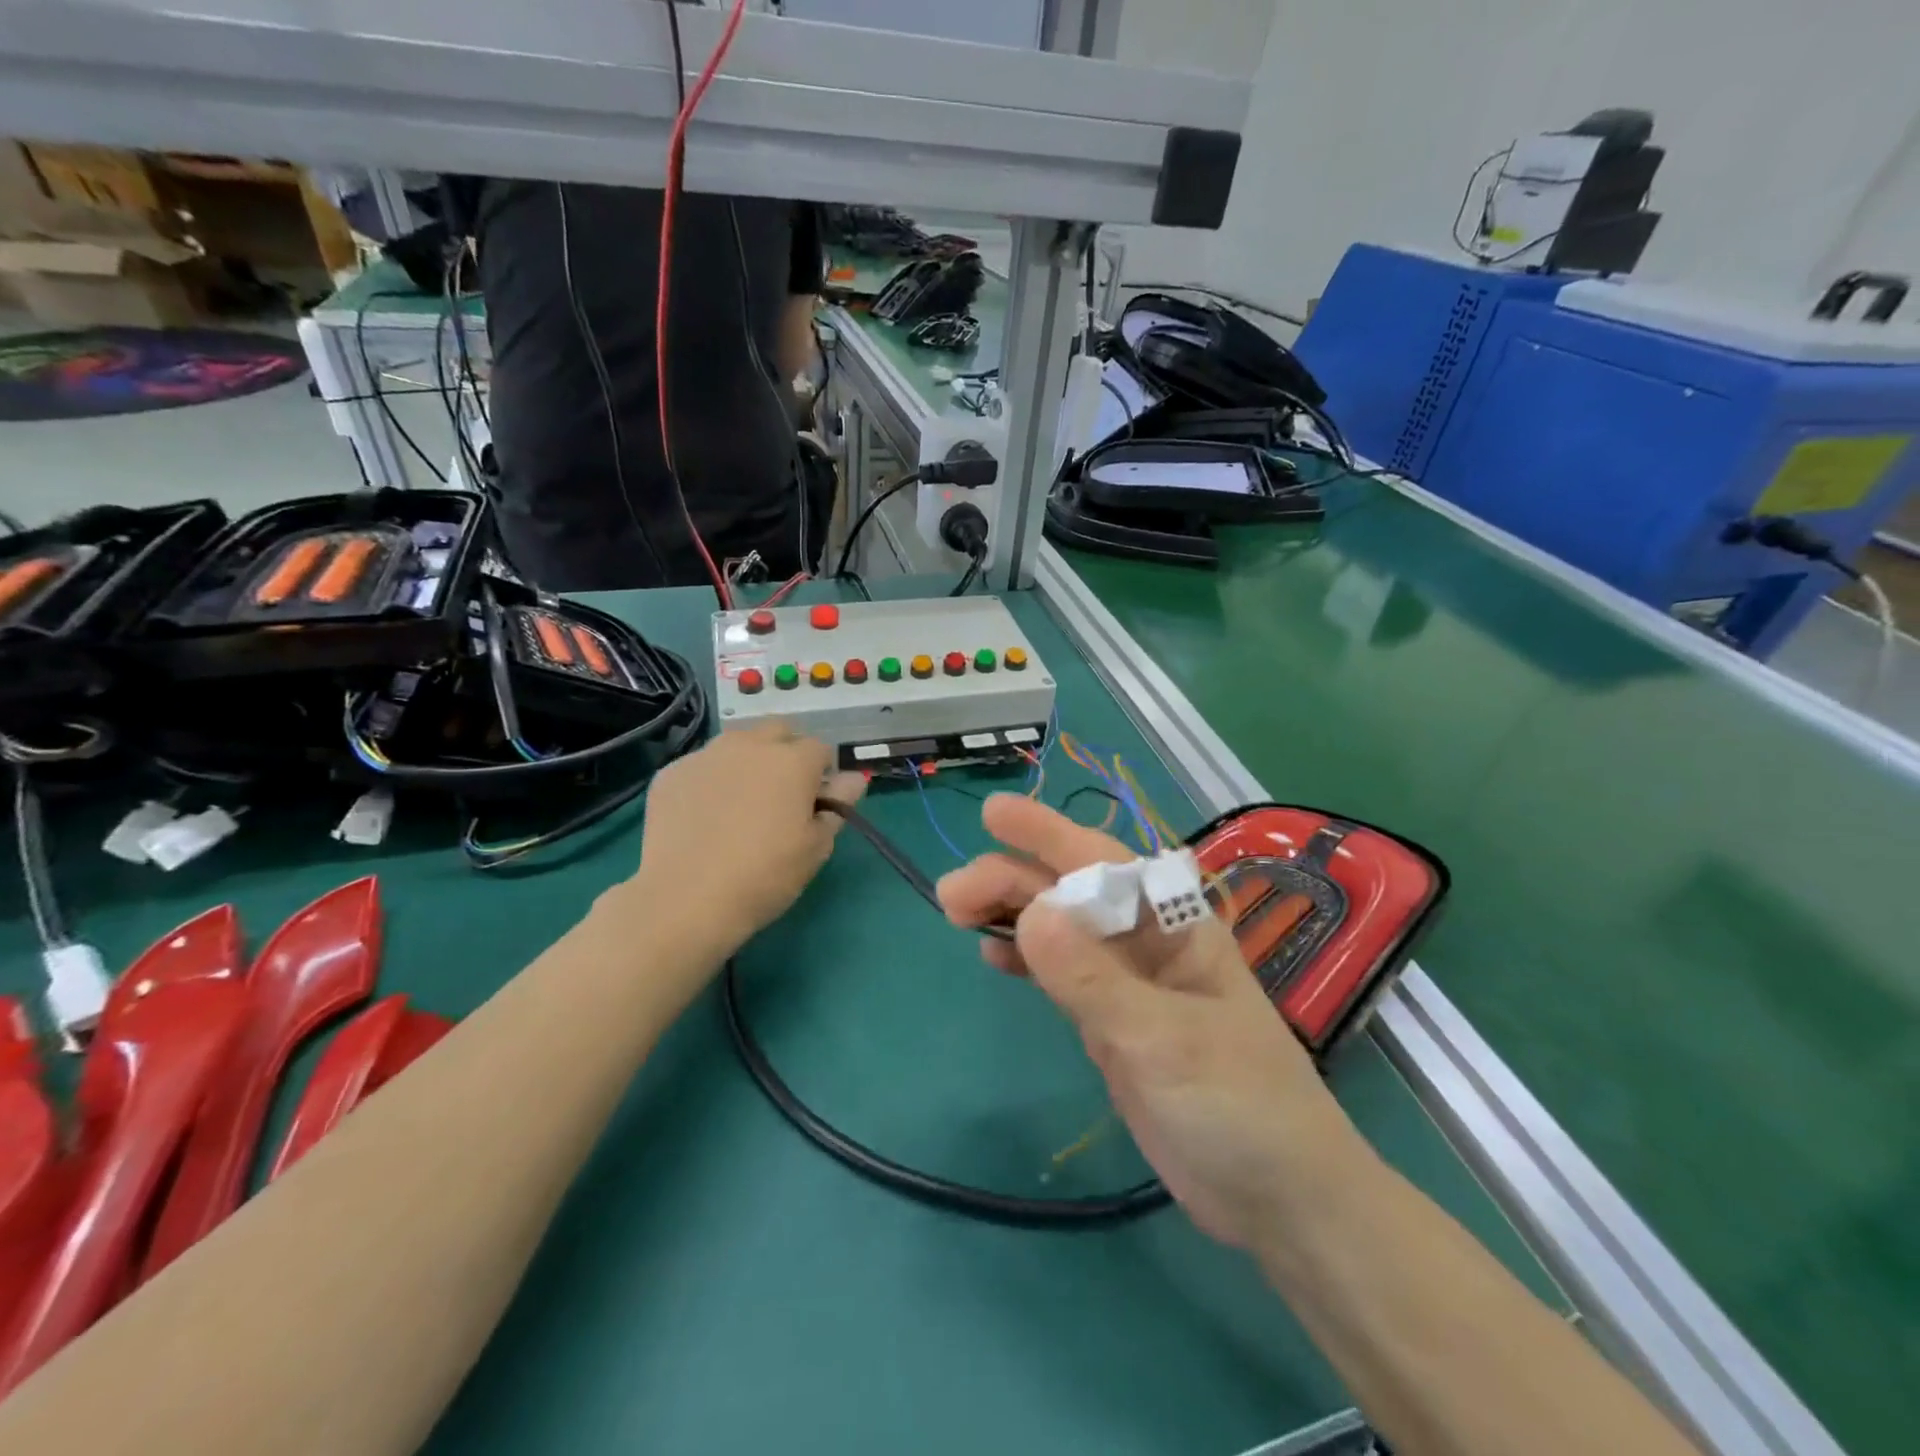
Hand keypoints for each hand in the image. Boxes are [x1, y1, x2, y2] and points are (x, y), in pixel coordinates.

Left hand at [623, 722, 864, 958]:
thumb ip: (838, 805)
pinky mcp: (671, 773)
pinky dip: (711, 780)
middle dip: (786, 752)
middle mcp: (750, 745)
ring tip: (740, 803)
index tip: (815, 804)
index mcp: (793, 760)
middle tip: (781, 795)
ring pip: (737, 743)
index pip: (821, 749)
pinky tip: (705, 817)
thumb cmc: (765, 875)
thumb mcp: (816, 847)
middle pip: (778, 731)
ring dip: (748, 761)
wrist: (685, 899)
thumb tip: (854, 778)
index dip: (823, 775)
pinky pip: (702, 766)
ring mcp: (706, 755)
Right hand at [936, 795, 1360, 1249]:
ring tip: (956, 913)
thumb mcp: (1163, 1038)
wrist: (1279, 1197)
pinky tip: (992, 954)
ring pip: (1059, 929)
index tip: (991, 813)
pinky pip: (1060, 974)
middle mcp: (1147, 940)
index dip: (1045, 831)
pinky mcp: (1112, 1022)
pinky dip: (1026, 958)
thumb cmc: (1240, 1103)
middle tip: (949, 894)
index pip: (1101, 859)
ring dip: (1010, 914)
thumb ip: (1093, 978)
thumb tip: (1028, 911)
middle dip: (1010, 881)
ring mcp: (1127, 982)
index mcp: (1173, 923)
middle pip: (1069, 892)